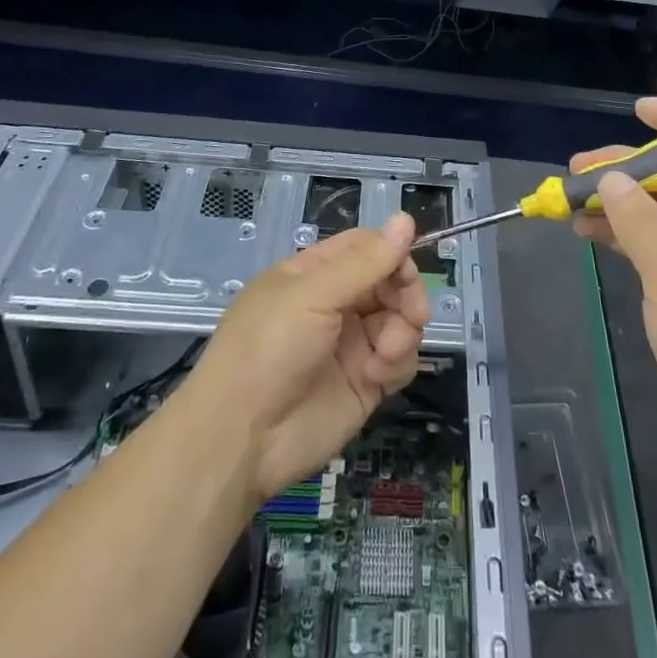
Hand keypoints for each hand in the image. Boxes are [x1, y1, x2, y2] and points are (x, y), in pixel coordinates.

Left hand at [185, 215, 429, 503]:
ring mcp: (351, 345)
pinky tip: (380, 373)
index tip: (408, 269)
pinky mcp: (365, 384)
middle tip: (414, 313)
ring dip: (404, 330)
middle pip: (389, 283)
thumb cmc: (268, 349)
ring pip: (399, 320)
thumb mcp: (313, 294)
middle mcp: (334, 305)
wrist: (241, 439)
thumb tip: (406, 218)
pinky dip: (398, 361)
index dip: (391, 253)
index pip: (365, 248)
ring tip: (388, 350)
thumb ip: (366, 262)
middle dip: (405, 294)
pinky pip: (399, 360)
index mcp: (313, 275)